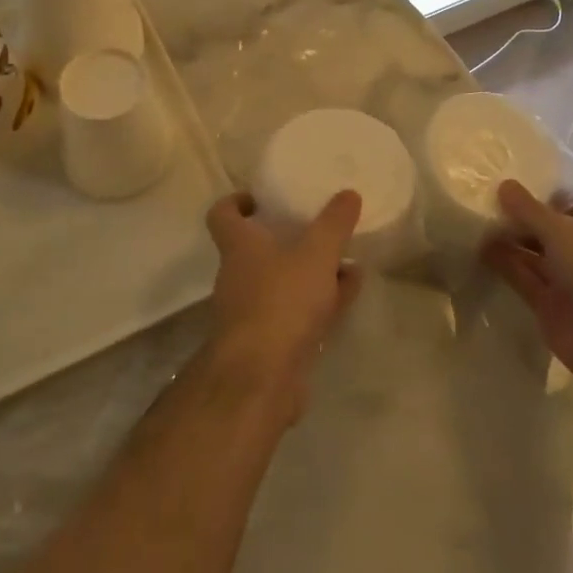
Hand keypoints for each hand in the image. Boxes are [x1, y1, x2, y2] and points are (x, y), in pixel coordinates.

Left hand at [204, 191, 362, 421]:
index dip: (236, 202)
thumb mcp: (316, 253)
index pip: (222, 215)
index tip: (259, 198)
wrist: (261, 378)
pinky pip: (298, 311)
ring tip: (344, 258)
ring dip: (309, 270)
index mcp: (239, 247)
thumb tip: (348, 193)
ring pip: (282, 281)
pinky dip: (321, 299)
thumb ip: (333, 223)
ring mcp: (253, 312)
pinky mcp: (272, 342)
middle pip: (256, 250)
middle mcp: (239, 276)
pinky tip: (350, 292)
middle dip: (284, 238)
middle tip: (314, 226)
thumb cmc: (281, 301)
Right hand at [480, 180, 572, 403]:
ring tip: (470, 227)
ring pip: (530, 256)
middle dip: (515, 220)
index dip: (537, 196)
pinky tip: (477, 253)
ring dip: (504, 243)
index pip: (564, 204)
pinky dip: (503, 269)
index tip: (502, 188)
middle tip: (477, 206)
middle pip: (543, 230)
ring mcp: (565, 281)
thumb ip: (529, 209)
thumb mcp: (562, 231)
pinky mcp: (548, 308)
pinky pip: (522, 282)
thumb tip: (503, 185)